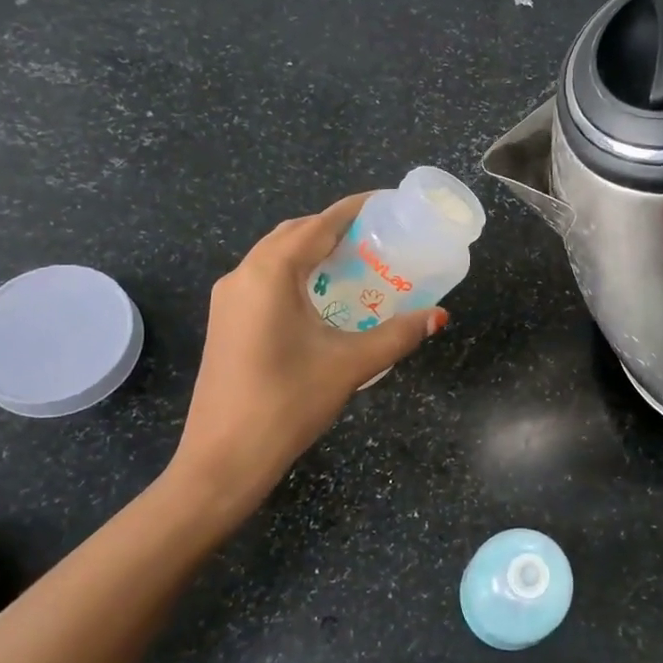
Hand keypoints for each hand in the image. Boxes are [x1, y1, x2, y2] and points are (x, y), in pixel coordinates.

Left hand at [169, 195, 447, 510]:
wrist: (223, 460)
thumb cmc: (287, 404)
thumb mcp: (350, 365)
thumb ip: (397, 334)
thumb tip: (438, 316)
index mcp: (270, 274)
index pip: (318, 225)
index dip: (355, 209)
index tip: (388, 203)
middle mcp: (242, 275)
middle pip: (294, 234)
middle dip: (334, 228)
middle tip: (378, 237)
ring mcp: (228, 300)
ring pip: (276, 256)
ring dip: (313, 250)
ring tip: (356, 262)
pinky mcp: (226, 322)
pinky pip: (265, 279)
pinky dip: (296, 273)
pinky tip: (323, 297)